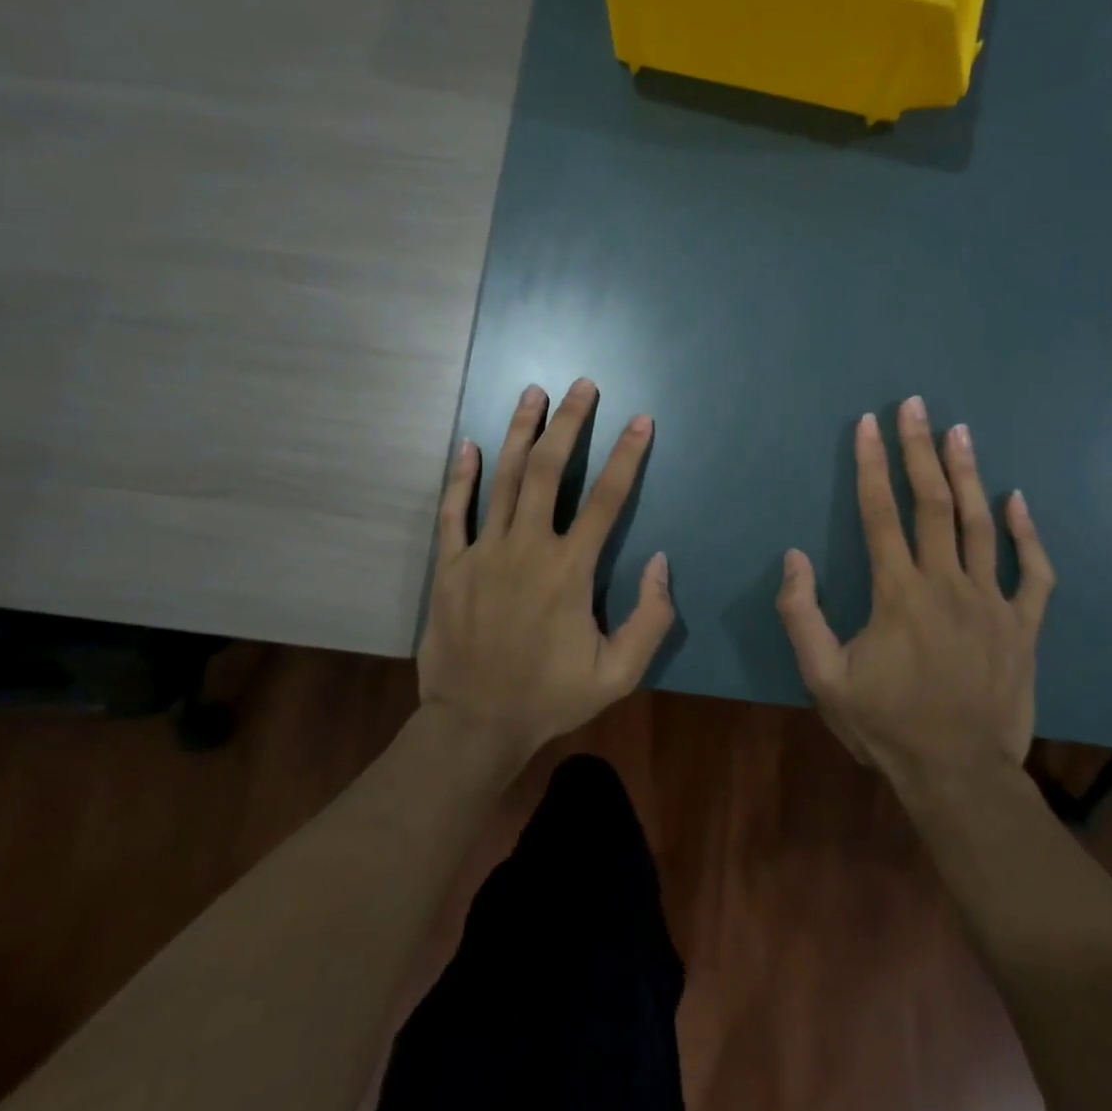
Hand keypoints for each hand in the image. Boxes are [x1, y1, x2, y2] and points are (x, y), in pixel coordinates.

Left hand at [418, 378, 675, 765]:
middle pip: (549, 471)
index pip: (607, 500)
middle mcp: (527, 548)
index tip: (640, 420)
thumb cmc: (550, 697)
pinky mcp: (449, 566)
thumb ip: (651, 619)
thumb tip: (662, 562)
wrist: (474, 725)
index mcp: (569, 571)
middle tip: (582, 385)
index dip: (626, 456)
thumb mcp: (618, 673)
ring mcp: (483, 553)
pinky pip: (453, 511)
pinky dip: (461, 476)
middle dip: (569, 423)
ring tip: (532, 392)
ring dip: (520, 432)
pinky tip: (469, 444)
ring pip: (503, 478)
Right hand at [776, 396, 1054, 787]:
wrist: (959, 775)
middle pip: (932, 502)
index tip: (868, 424)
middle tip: (915, 406)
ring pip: (980, 524)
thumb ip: (802, 614)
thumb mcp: (823, 678)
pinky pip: (1032, 571)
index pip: (880, 512)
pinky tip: (1016, 499)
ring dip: (968, 474)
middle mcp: (946, 584)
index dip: (871, 463)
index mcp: (898, 593)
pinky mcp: (1022, 626)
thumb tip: (793, 556)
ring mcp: (991, 602)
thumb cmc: (886, 724)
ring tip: (960, 432)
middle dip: (919, 449)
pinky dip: (1027, 533)